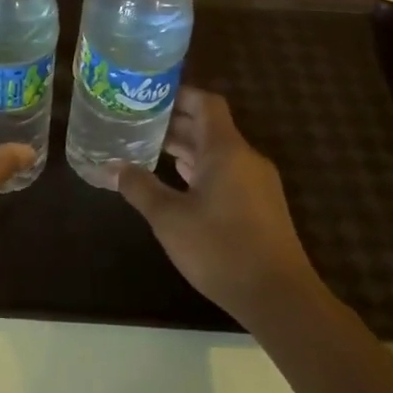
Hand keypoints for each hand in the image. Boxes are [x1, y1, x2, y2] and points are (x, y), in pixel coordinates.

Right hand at [115, 88, 322, 324]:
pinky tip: (178, 181)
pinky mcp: (260, 206)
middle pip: (210, 126)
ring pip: (218, 152)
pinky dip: (201, 169)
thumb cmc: (221, 249)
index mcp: (226, 150)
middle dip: (175, 122)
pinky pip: (227, 172)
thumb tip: (113, 167)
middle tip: (137, 123)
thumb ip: (139, 188)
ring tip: (149, 148)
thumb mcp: (169, 219)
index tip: (147, 96)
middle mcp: (245, 158)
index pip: (206, 103)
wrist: (279, 298)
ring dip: (186, 147)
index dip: (178, 94)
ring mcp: (257, 183)